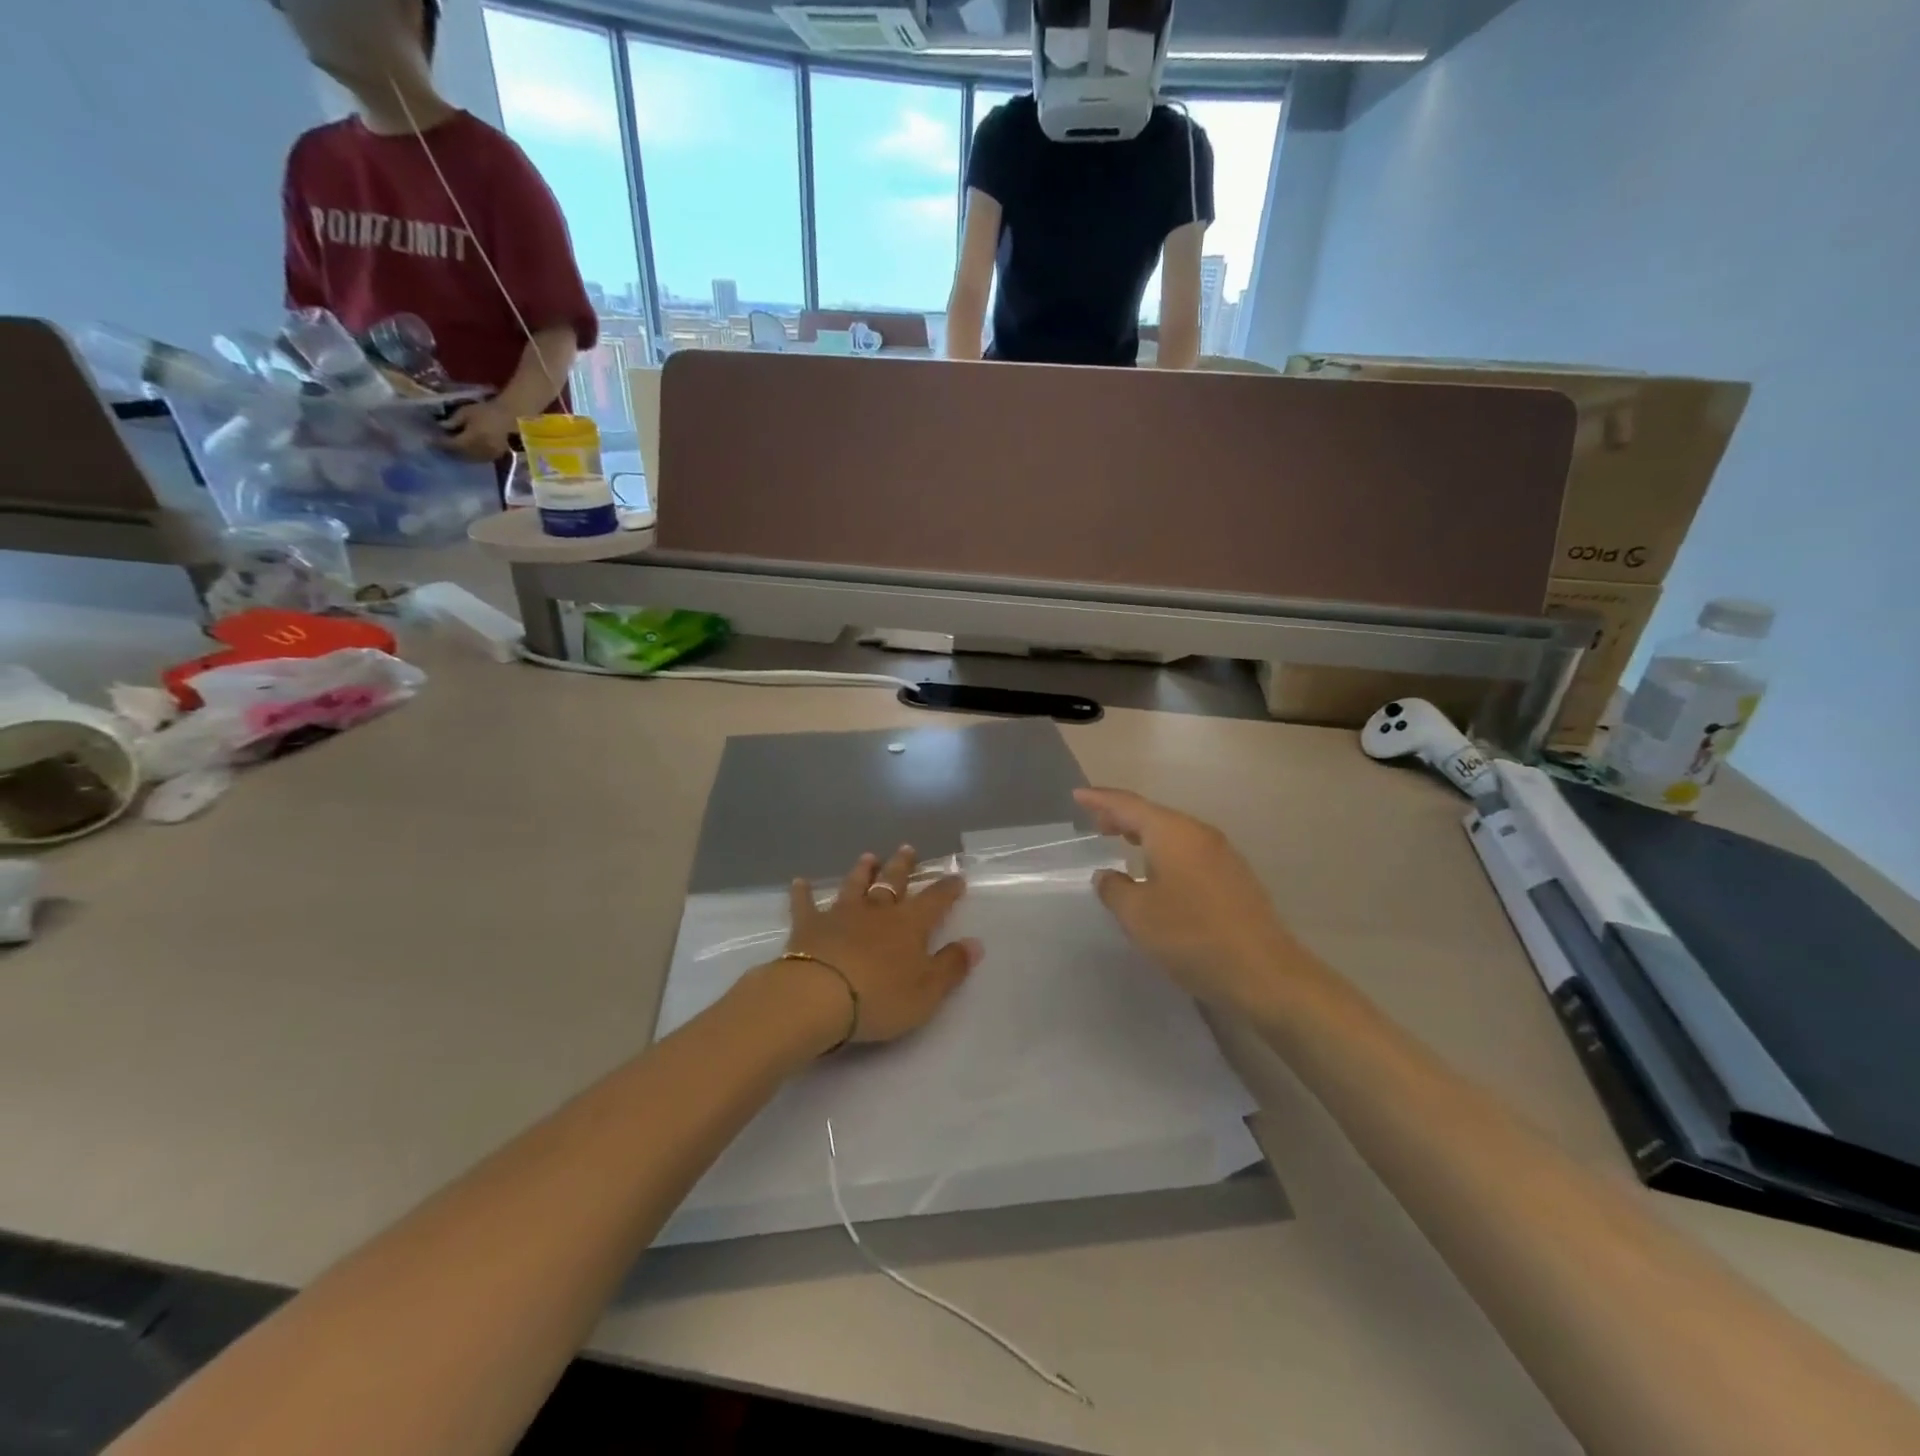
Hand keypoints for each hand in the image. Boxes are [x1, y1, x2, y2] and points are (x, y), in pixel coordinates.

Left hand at [440, 399, 515, 461]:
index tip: (427, 440)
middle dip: (448, 450)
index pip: (450, 444)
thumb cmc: (489, 412)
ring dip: (459, 455)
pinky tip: (466, 451)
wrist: (513, 418)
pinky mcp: (496, 457)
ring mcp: (489, 456)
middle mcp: (479, 451)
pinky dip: (470, 456)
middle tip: (438, 446)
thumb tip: (441, 427)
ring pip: (470, 459)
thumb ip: (454, 421)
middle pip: (459, 455)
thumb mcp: (467, 412)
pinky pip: (479, 459)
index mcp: (471, 440)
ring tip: (452, 449)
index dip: (438, 443)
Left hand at [768, 846, 981, 1045]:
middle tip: (907, 849)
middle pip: (892, 882)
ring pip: (854, 886)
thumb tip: (975, 944)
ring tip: (868, 857)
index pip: (935, 900)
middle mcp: (877, 911)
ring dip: (862, 871)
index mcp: (909, 925)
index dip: (947, 889)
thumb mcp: (927, 991)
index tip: (957, 876)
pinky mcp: (808, 926)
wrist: (818, 996)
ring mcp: (840, 915)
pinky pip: (805, 905)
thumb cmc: (880, 997)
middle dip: (902, 866)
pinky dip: (803, 893)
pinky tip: (800, 882)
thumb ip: (951, 966)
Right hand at [1075, 787, 1303, 1011]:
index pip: (1128, 805)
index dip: (1100, 799)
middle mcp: (1199, 834)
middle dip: (1122, 816)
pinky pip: (1189, 853)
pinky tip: (1157, 873)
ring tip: (1122, 842)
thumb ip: (1114, 889)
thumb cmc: (1191, 936)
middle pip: (1153, 815)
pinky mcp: (1234, 878)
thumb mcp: (1137, 914)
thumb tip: (1108, 876)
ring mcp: (1222, 855)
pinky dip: (1164, 852)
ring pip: (1174, 834)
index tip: (1077, 795)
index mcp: (1172, 833)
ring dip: (1145, 835)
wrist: (1264, 973)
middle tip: (1095, 822)